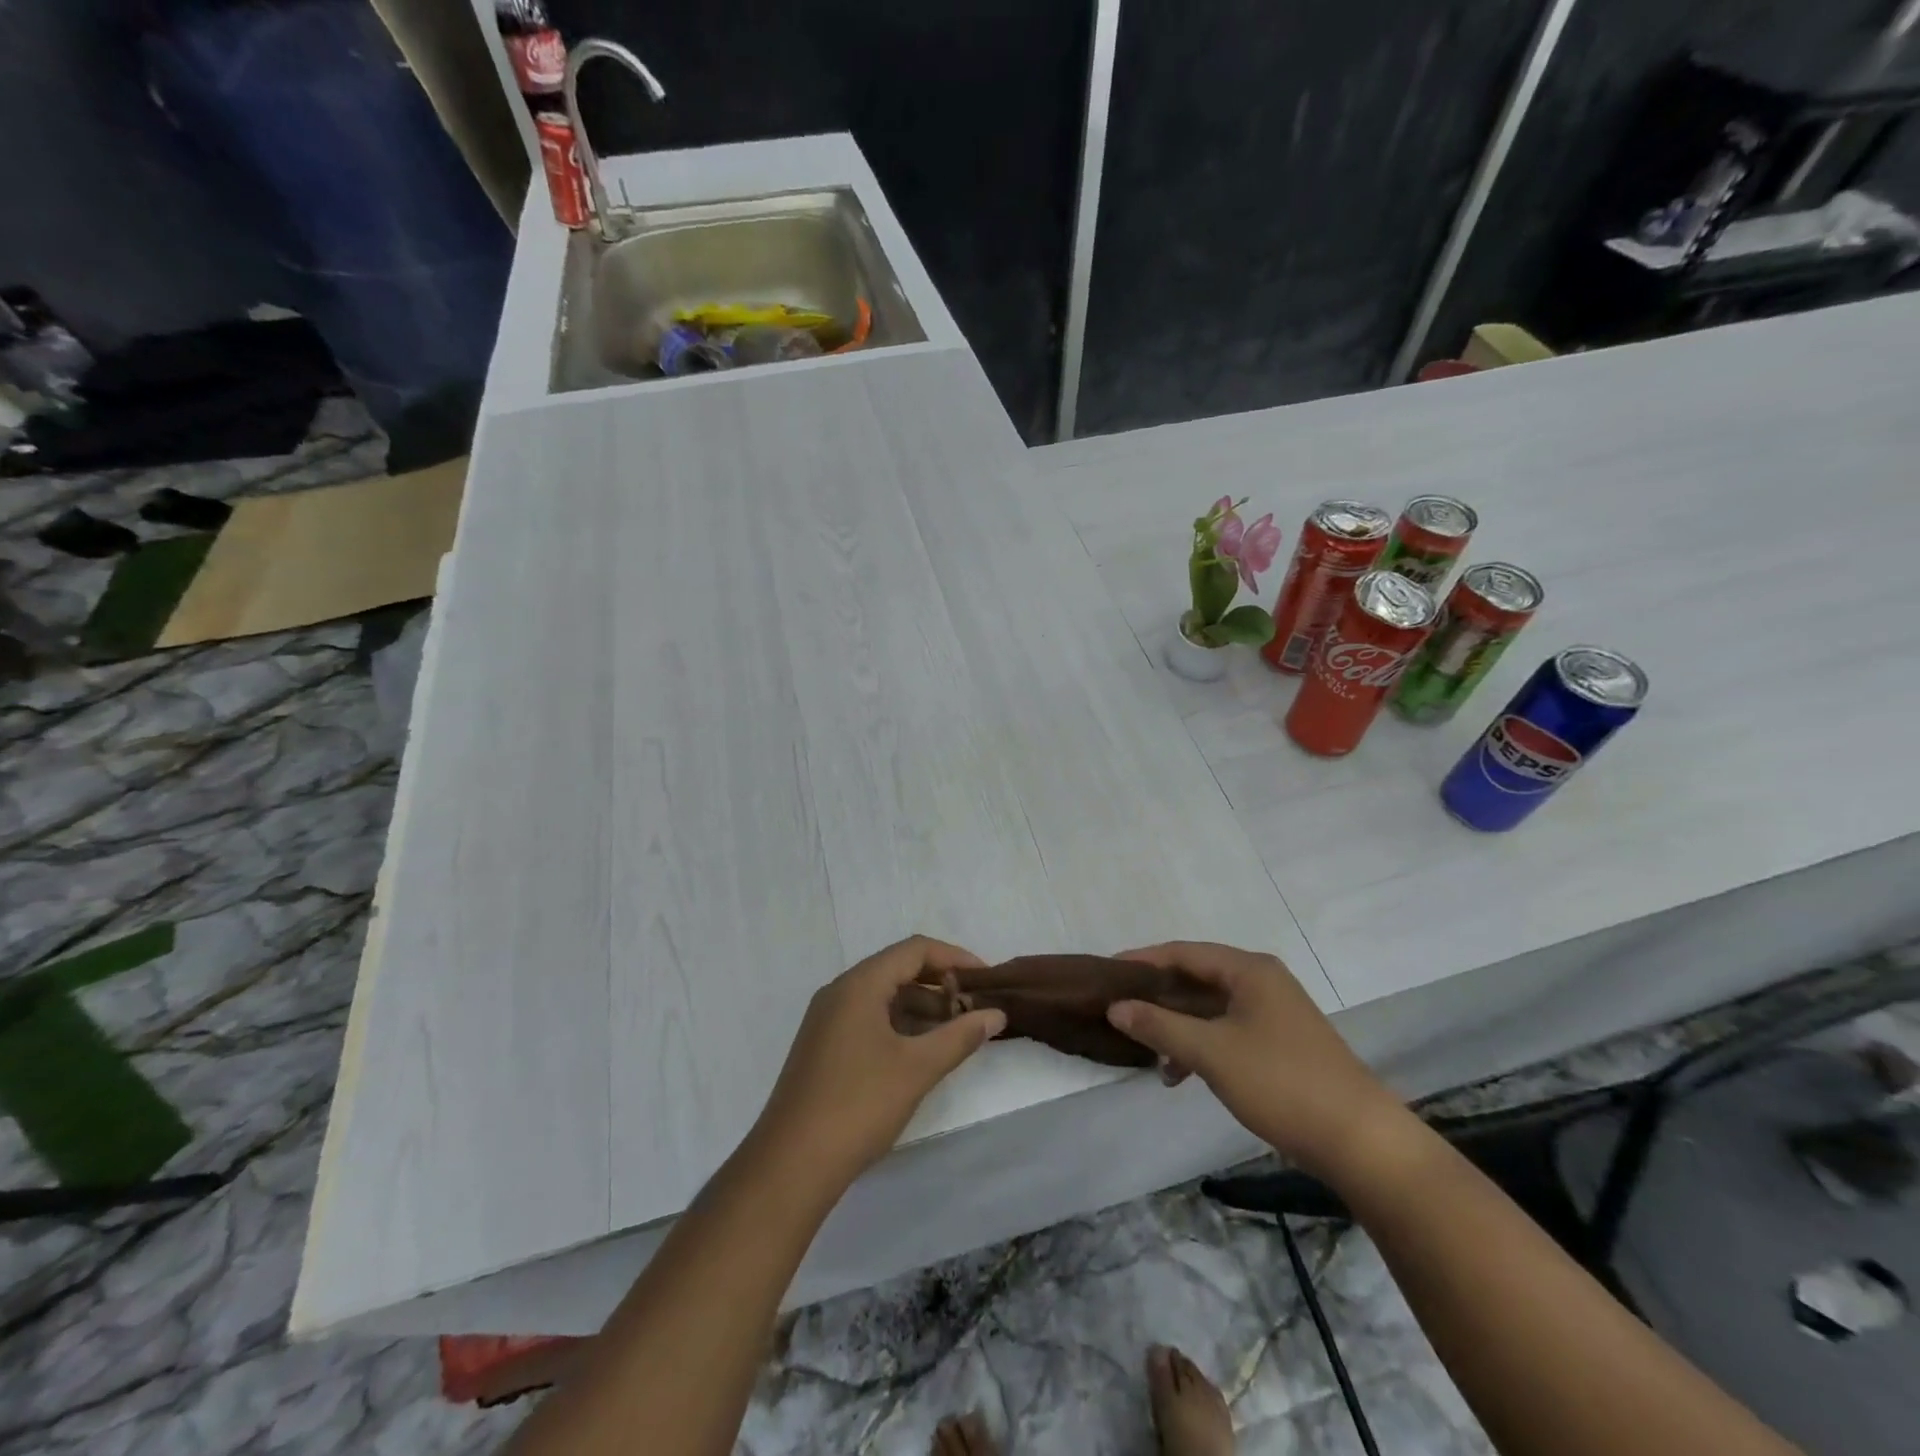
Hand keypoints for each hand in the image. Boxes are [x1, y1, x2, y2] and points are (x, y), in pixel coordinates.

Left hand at [751, 936, 1005, 1190]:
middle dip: (940, 985)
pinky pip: (870, 1019)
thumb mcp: (917, 1068)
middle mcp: (841, 992)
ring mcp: (828, 1020)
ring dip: (922, 1008)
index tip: (985, 979)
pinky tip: (923, 1051)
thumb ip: (960, 1036)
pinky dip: (900, 1026)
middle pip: (898, 970)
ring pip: (884, 997)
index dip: (954, 958)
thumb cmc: (858, 1105)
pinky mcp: (824, 1047)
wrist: (790, 1164)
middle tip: (975, 1008)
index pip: (914, 950)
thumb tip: (996, 1014)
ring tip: (957, 1032)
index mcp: (860, 984)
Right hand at [1106, 942, 1414, 1182]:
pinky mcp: (1281, 1043)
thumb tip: (1115, 1007)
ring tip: (1151, 1058)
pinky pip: (1227, 1030)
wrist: (1361, 1141)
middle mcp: (1262, 982)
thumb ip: (1159, 1026)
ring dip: (1178, 1027)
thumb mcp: (1211, 1053)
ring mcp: (1274, 1013)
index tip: (1107, 973)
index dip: (1142, 961)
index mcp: (1248, 970)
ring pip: (1210, 1008)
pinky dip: (1201, 1045)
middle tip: (1120, 1012)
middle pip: (1196, 978)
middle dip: (1158, 998)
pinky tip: (1183, 1074)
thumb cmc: (1281, 1082)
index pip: (1183, 952)